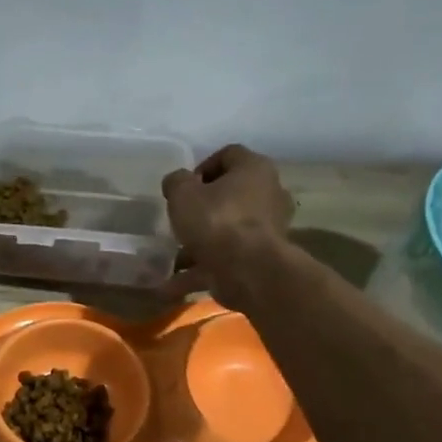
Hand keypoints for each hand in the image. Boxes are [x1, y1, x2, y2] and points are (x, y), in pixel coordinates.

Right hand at [161, 145, 293, 305]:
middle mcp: (269, 194)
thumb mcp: (183, 194)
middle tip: (181, 221)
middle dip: (202, 210)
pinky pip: (226, 261)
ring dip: (199, 246)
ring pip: (227, 232)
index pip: (228, 155)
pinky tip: (173, 285)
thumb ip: (176, 182)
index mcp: (254, 169)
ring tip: (173, 260)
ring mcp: (269, 229)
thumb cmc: (216, 221)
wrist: (248, 271)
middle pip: (231, 196)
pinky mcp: (262, 259)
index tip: (183, 188)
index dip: (202, 167)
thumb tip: (177, 182)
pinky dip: (202, 271)